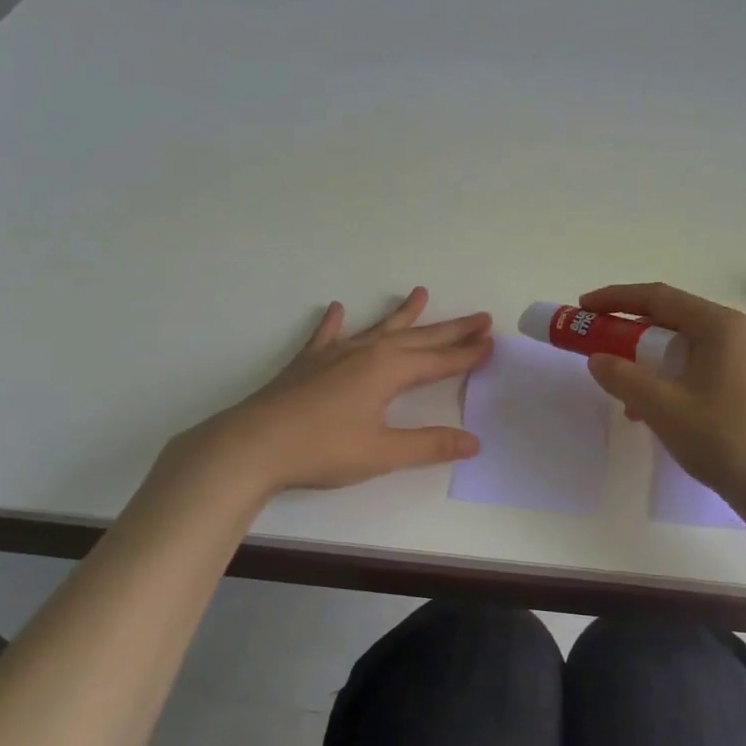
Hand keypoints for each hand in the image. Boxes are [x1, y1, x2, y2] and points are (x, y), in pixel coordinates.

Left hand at [175, 288, 491, 493]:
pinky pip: (327, 335)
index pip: (439, 361)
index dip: (467, 354)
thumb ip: (428, 445)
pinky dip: (335, 323)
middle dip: (451, 330)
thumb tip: (474, 441)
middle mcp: (366, 352)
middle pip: (418, 338)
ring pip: (378, 328)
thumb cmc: (322, 449)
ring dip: (403, 314)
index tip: (492, 342)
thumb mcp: (382, 452)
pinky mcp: (308, 363)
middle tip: (480, 317)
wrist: (253, 445)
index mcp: (388, 371)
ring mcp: (335, 354)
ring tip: (421, 293)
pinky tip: (336, 309)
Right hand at [579, 282, 745, 507]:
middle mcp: (738, 334)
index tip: (583, 308)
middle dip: (632, 333)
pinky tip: (657, 412)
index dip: (615, 299)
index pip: (658, 297)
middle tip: (600, 348)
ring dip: (651, 362)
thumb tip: (598, 359)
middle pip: (674, 320)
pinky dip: (673, 379)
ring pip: (687, 347)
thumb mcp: (662, 406)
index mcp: (719, 326)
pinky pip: (702, 368)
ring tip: (626, 392)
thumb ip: (623, 377)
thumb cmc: (722, 439)